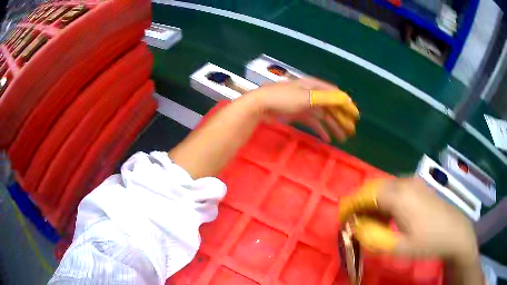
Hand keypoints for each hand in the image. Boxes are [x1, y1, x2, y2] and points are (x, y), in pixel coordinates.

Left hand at [247, 78, 359, 141]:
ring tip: (342, 138)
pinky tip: (326, 139)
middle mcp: (311, 94)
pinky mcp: (297, 114)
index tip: (356, 116)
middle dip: (341, 119)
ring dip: (333, 126)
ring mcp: (304, 104)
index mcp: (315, 87)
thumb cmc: (283, 99)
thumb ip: (326, 98)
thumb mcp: (306, 97)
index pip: (335, 95)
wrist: (261, 105)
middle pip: (330, 107)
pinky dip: (320, 129)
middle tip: (351, 131)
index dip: (346, 105)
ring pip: (323, 116)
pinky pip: (313, 122)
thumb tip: (346, 98)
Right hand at [339, 178, 478, 261]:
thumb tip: (356, 229)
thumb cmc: (428, 241)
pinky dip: (385, 201)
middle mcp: (404, 183)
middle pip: (374, 188)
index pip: (366, 194)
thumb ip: (374, 238)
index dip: (351, 205)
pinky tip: (389, 216)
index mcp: (399, 196)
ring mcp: (413, 182)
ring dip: (373, 203)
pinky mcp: (418, 186)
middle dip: (360, 204)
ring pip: (384, 187)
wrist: (455, 232)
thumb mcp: (400, 247)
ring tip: (372, 223)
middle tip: (355, 223)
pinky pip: (395, 188)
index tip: (341, 219)